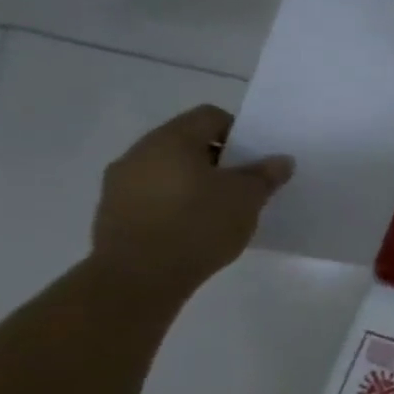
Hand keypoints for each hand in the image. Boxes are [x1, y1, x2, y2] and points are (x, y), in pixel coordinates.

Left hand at [90, 106, 293, 296]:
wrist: (138, 278)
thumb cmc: (198, 225)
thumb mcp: (247, 198)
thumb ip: (265, 175)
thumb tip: (280, 160)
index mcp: (172, 140)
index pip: (210, 116)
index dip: (239, 132)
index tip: (254, 160)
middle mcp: (139, 153)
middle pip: (187, 142)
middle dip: (218, 159)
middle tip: (243, 185)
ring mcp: (120, 183)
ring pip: (168, 170)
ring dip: (194, 182)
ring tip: (219, 209)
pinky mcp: (113, 212)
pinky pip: (152, 195)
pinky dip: (175, 202)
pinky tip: (192, 228)